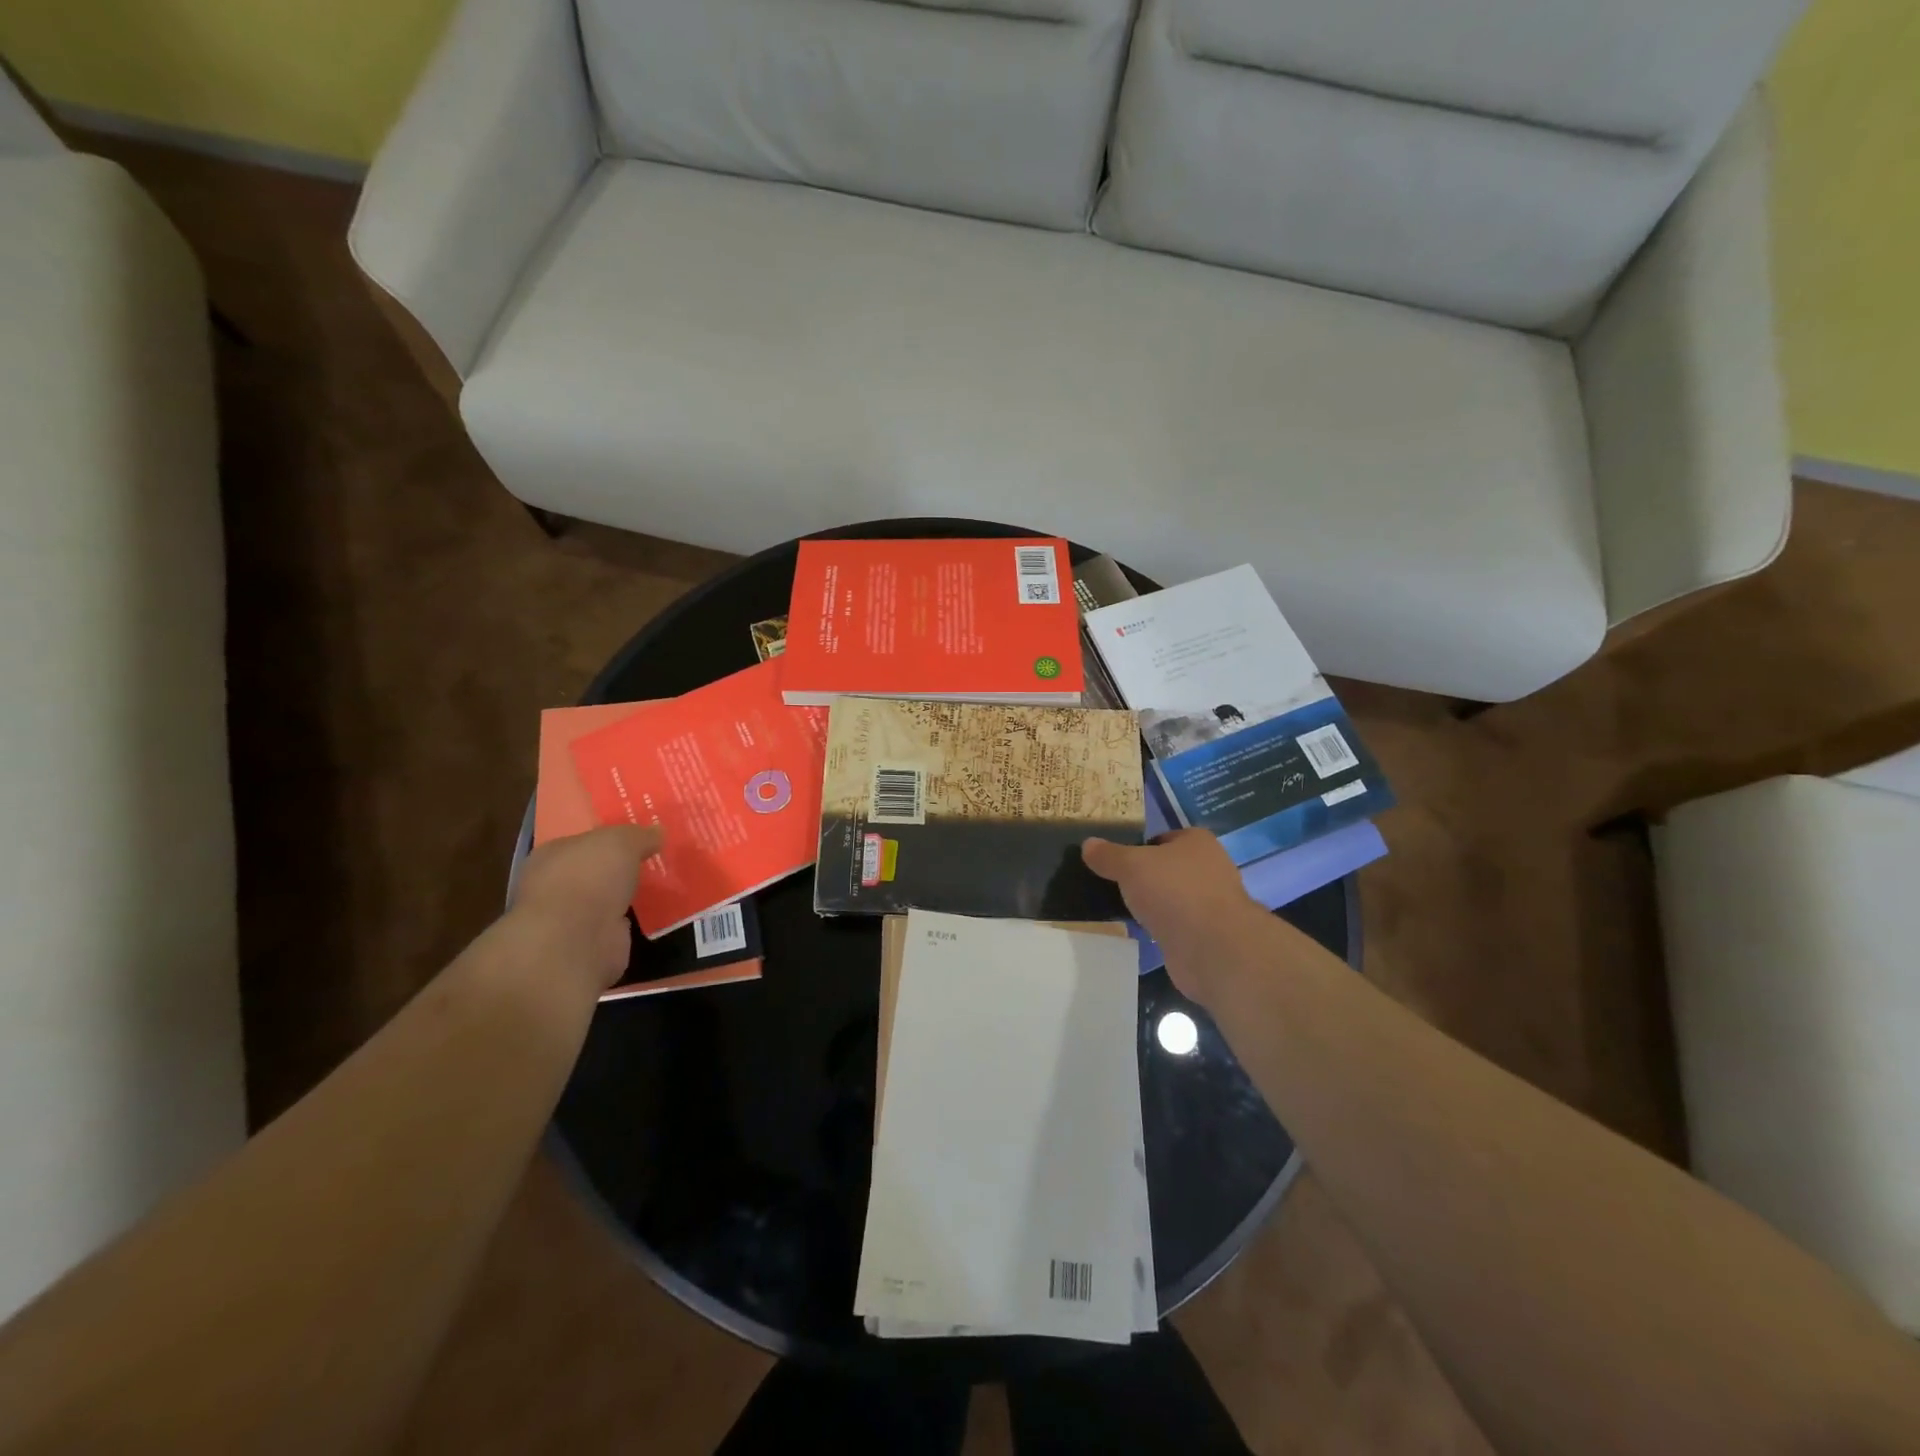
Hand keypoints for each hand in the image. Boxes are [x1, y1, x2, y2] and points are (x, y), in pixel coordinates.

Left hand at [510, 824, 662, 991]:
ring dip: (627, 896)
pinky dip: (633, 921)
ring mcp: (571, 919)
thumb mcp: (622, 841)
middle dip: (620, 868)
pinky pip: (617, 925)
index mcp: (552, 855)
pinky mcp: (590, 944)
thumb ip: (640, 835)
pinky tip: (656, 913)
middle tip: (656, 859)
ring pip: (606, 899)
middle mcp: (555, 886)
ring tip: (663, 885)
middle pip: (595, 871)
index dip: (610, 837)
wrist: (576, 939)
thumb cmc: (589, 877)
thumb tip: (658, 832)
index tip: (640, 836)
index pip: (582, 841)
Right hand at [1083, 830, 1268, 1004]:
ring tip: (1118, 906)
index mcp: (1197, 842)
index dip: (1138, 846)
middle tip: (1111, 882)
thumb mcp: (1131, 865)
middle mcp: (1209, 868)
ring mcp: (1209, 903)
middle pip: (1167, 867)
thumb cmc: (1174, 891)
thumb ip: (1109, 855)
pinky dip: (1158, 926)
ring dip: (1151, 903)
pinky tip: (1137, 930)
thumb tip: (1088, 843)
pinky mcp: (1205, 934)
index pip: (1163, 837)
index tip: (1113, 859)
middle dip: (1143, 876)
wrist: (1212, 948)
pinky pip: (1174, 923)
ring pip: (1171, 897)